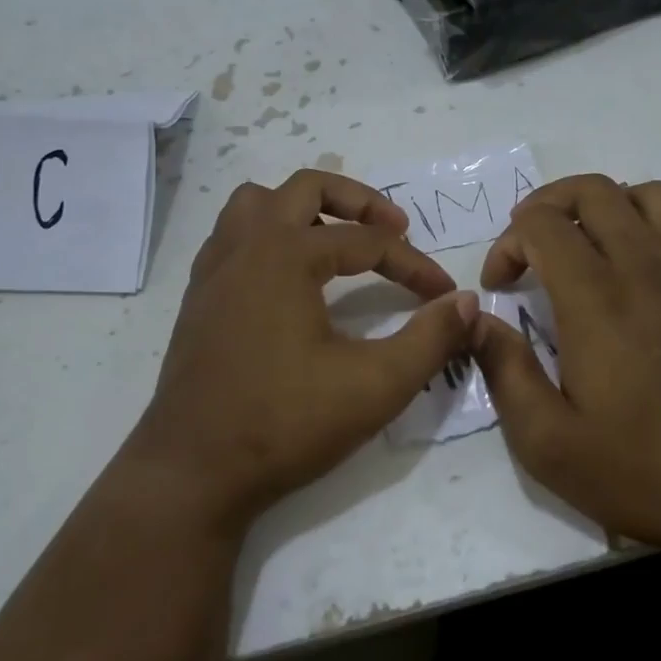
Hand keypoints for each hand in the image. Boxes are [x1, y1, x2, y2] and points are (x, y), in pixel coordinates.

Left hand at [120, 170, 476, 534]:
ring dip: (302, 208)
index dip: (413, 265)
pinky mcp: (198, 297)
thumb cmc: (285, 424)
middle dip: (358, 202)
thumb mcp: (375, 385)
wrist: (193, 473)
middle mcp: (245, 246)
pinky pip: (233, 236)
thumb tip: (467, 302)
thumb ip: (430, 339)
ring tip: (335, 238)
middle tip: (394, 228)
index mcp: (286, 254)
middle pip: (306, 187)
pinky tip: (287, 276)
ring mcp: (214, 269)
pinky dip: (267, 235)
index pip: (367, 242)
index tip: (442, 294)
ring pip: (257, 203)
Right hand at [470, 174, 660, 566]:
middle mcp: (646, 269)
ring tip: (590, 246)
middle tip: (531, 246)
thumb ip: (504, 372)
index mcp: (596, 299)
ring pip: (651, 195)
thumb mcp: (549, 443)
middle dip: (549, 203)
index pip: (542, 224)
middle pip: (594, 190)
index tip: (500, 286)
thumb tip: (477, 321)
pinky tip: (652, 271)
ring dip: (610, 206)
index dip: (508, 243)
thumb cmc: (646, 473)